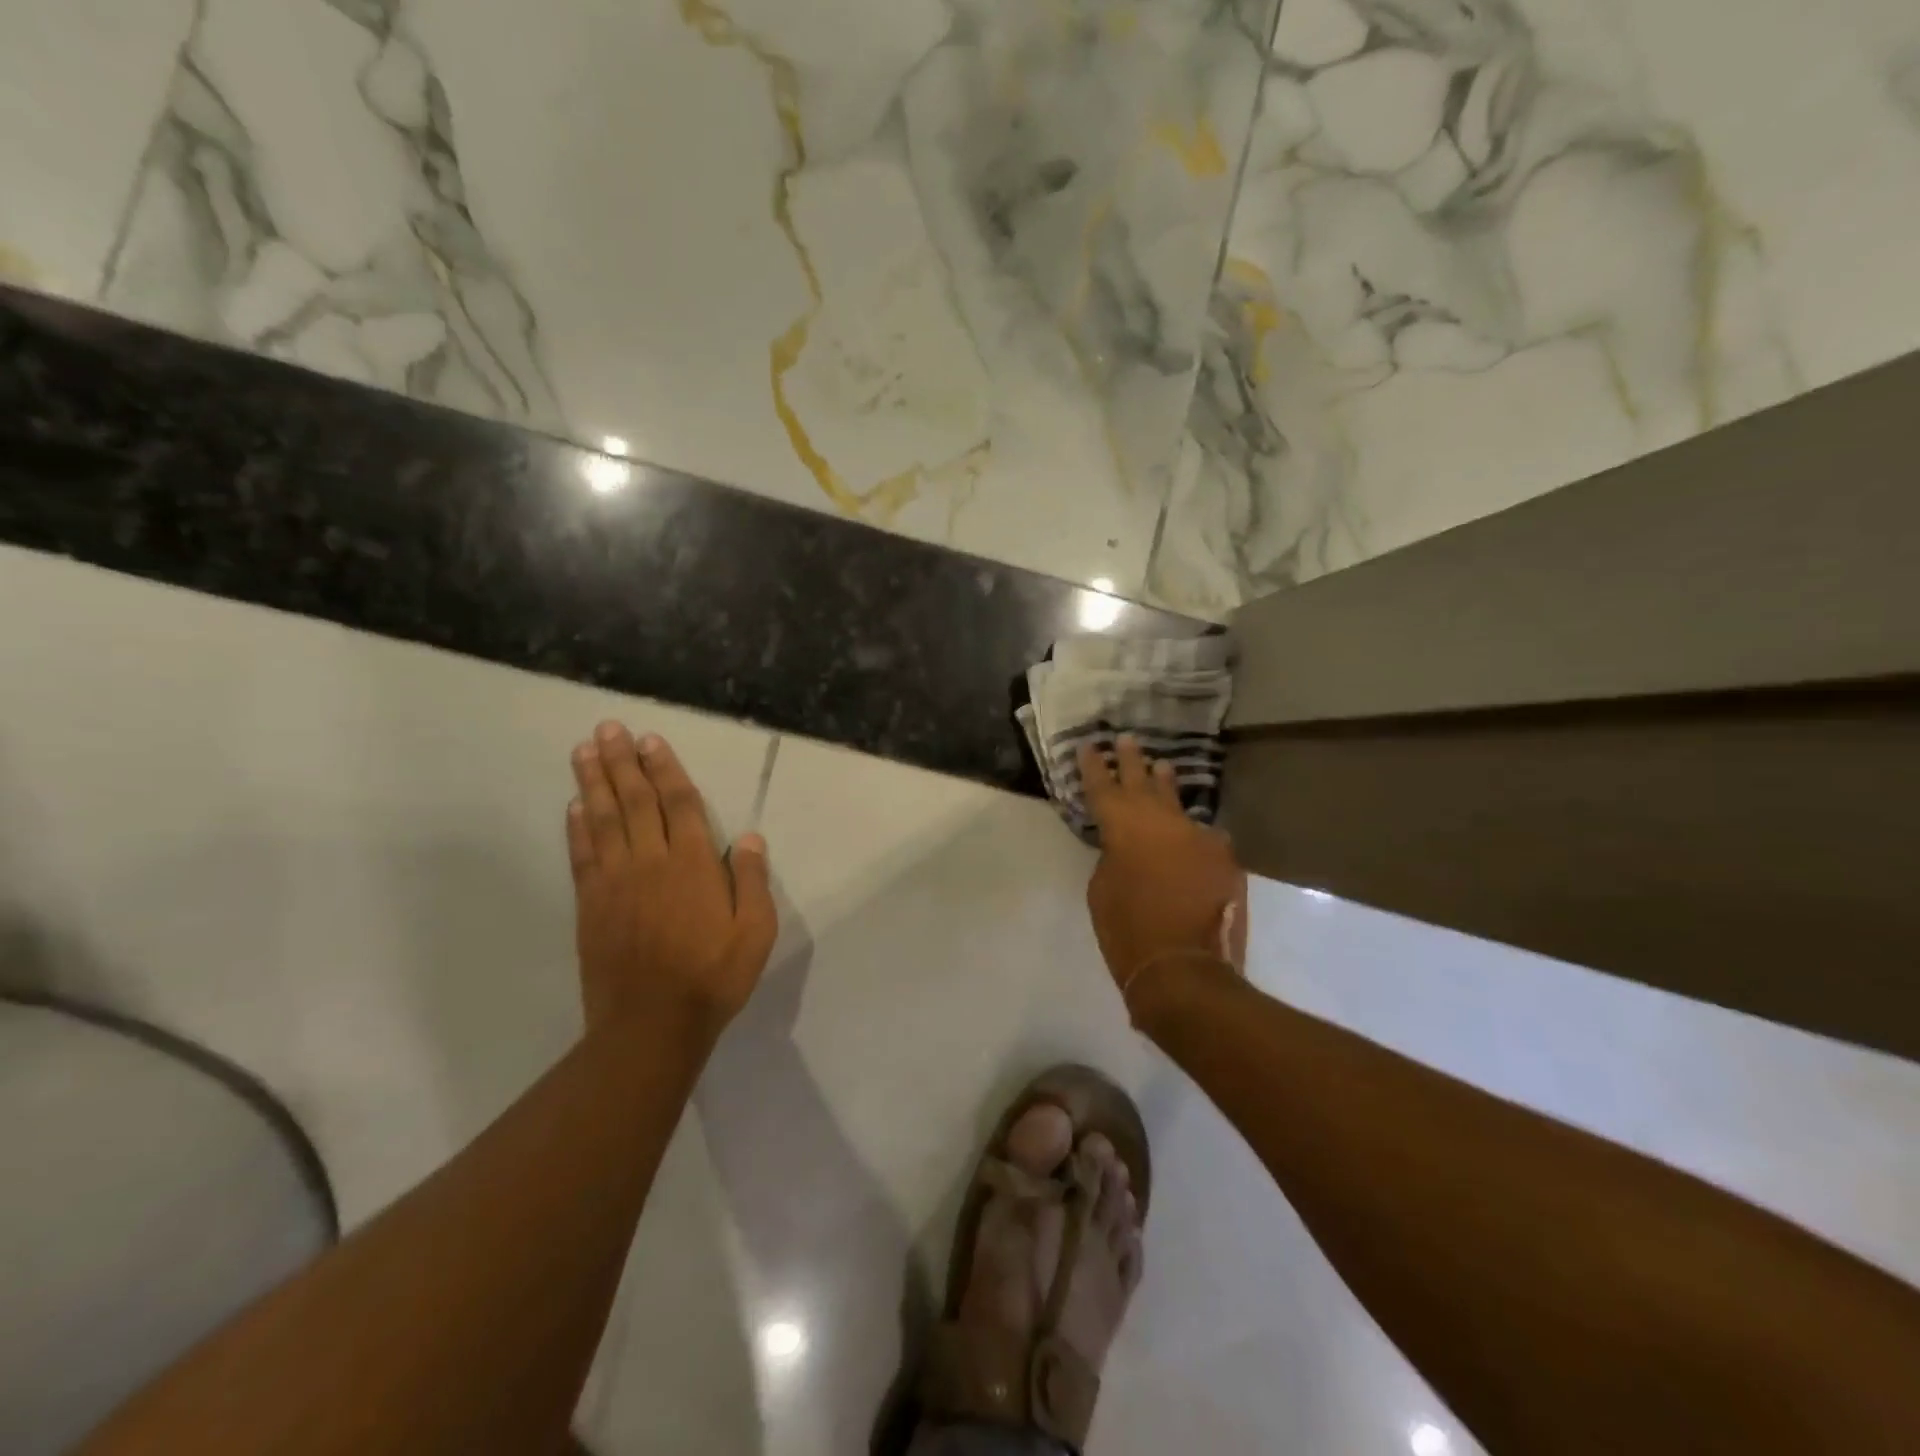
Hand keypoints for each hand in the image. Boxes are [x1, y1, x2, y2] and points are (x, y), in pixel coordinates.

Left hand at [567, 722, 778, 1041]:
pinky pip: (582, 856)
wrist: (652, 1025)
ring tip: (584, 751)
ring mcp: (616, 882)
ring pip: (603, 820)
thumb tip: (750, 838)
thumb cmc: (713, 977)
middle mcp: (651, 862)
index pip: (679, 804)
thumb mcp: (755, 932)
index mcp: (694, 865)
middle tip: (609, 729)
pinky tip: (573, 807)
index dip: (665, 770)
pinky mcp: (591, 905)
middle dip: (623, 763)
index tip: (651, 741)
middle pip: (636, 802)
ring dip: (594, 783)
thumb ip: (753, 882)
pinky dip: (577, 828)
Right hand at [1079, 735, 1247, 1005]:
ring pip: (1177, 802)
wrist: (1185, 969)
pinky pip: (1203, 837)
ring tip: (1161, 766)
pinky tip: (1190, 832)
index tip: (1089, 745)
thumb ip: (1113, 857)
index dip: (1094, 765)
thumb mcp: (1102, 890)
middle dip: (1132, 761)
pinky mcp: (1223, 858)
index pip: (1103, 786)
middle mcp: (1162, 821)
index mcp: (1124, 827)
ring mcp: (1198, 837)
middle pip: (1143, 781)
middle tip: (1127, 740)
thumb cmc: (1127, 931)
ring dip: (1166, 785)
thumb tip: (1127, 847)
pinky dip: (1191, 834)